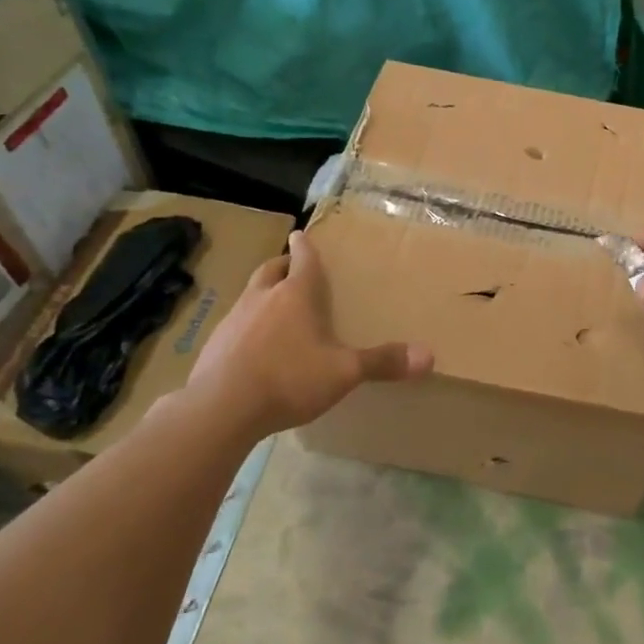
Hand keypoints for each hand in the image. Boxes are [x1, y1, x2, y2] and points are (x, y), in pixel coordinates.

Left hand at [179, 229, 431, 435]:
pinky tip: (254, 349)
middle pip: (270, 270)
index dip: (305, 246)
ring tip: (275, 309)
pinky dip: (247, 326)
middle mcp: (262, 298)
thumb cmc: (288, 379)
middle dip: (282, 265)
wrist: (219, 409)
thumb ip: (382, 362)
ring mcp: (233, 320)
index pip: (303, 260)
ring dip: (263, 294)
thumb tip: (429, 356)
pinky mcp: (214, 345)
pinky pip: (234, 325)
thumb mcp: (343, 372)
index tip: (301, 234)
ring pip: (250, 295)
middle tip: (291, 267)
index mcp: (295, 295)